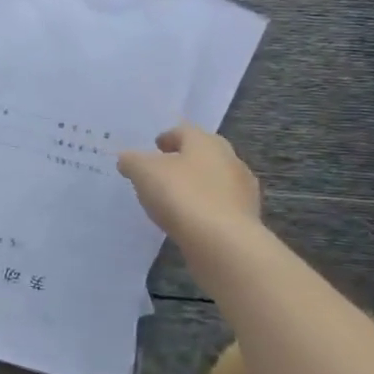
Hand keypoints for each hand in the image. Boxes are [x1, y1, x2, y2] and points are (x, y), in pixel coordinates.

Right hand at [117, 123, 262, 257]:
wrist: (222, 242)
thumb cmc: (181, 195)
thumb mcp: (143, 172)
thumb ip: (131, 161)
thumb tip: (127, 159)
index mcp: (206, 142)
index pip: (185, 131)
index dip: (167, 137)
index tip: (154, 147)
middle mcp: (230, 159)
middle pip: (202, 154)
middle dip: (183, 160)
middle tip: (162, 172)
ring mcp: (242, 190)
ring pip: (213, 180)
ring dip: (195, 185)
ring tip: (172, 200)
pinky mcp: (246, 218)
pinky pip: (219, 206)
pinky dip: (204, 208)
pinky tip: (188, 220)